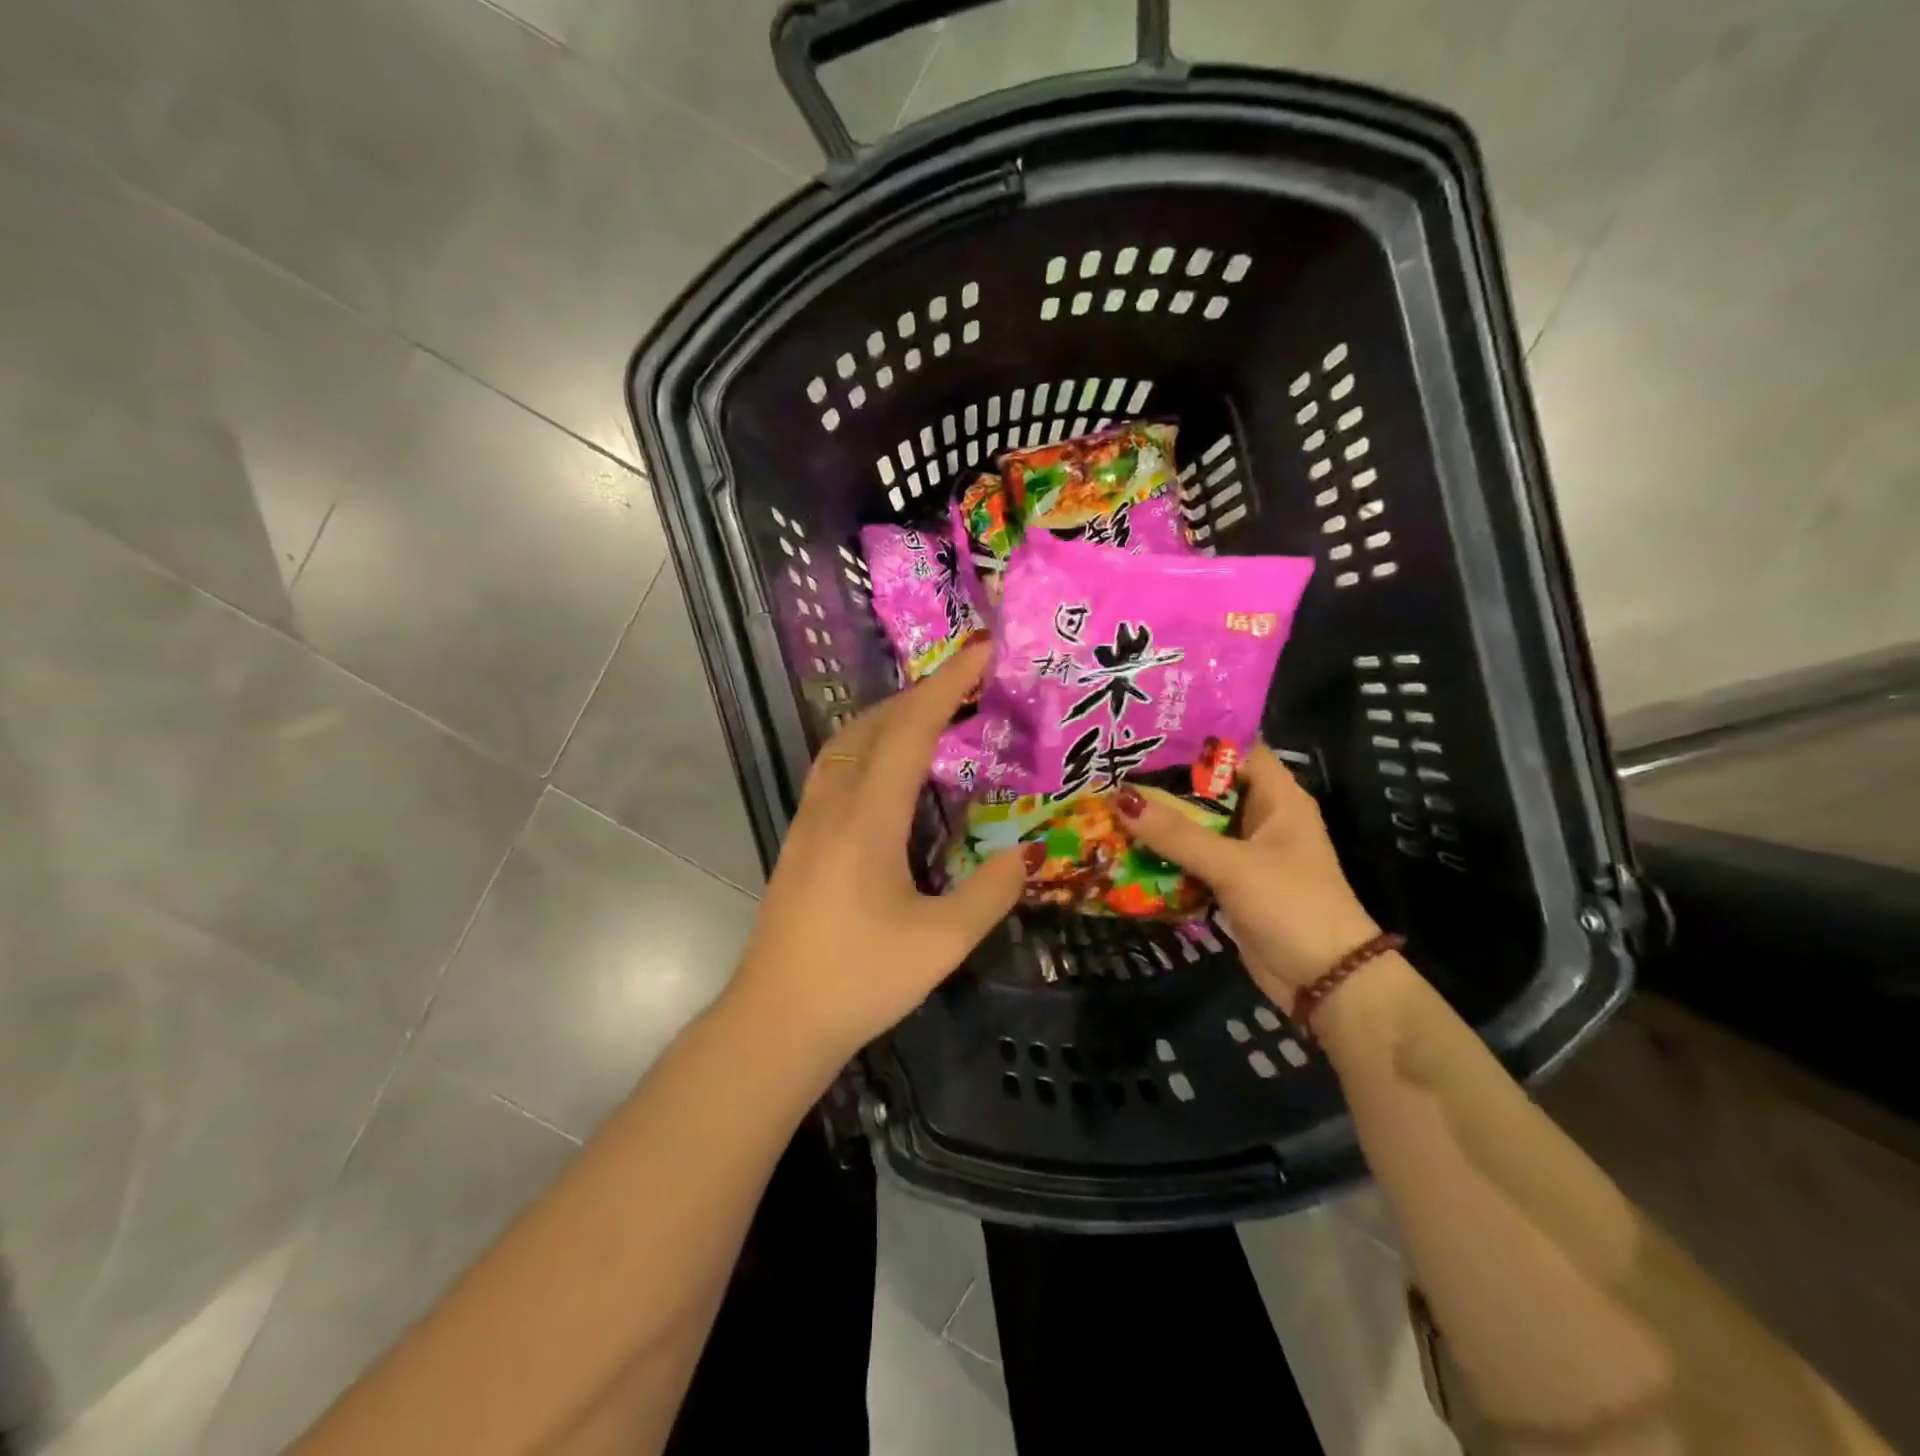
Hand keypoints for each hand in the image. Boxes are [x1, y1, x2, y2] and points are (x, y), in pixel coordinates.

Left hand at [729, 643, 1034, 1063]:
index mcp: (867, 818)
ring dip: (889, 715)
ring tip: (931, 713)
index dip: (947, 685)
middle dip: (922, 692)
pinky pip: (834, 767)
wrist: (775, 1021)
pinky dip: (868, 744)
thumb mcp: (941, 944)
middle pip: (875, 725)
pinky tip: (886, 768)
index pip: (910, 731)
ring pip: (847, 742)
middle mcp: (833, 805)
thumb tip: (1028, 854)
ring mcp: (808, 821)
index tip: (980, 650)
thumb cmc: (858, 980)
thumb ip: (990, 893)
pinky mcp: (799, 840)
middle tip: (968, 681)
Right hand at [1115, 747, 1381, 1012]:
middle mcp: (1261, 817)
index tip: (1146, 729)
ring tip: (1108, 798)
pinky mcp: (1230, 883)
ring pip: (1196, 824)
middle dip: (1164, 779)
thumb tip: (1120, 798)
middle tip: (1114, 765)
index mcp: (1278, 798)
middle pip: (1208, 787)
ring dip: (1160, 819)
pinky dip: (1164, 853)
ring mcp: (1245, 852)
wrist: (1326, 982)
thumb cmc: (1291, 905)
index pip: (1236, 748)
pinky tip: (1125, 845)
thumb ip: (1177, 834)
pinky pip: (1191, 858)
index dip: (1196, 736)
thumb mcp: (1233, 865)